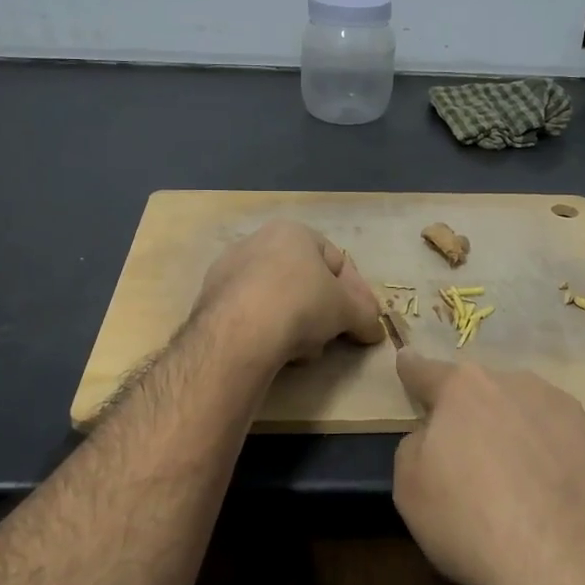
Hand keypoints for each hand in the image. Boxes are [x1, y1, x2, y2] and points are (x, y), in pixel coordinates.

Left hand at [194, 220, 383, 367]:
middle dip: (323, 310)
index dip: (356, 293)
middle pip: (304, 280)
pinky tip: (274, 352)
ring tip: (303, 351)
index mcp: (293, 232)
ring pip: (277, 299)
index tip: (364, 320)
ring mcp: (229, 269)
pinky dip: (267, 330)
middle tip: (333, 336)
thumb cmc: (301, 304)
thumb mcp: (347, 310)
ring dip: (295, 323)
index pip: (336, 260)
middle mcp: (257, 241)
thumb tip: (375, 330)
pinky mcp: (209, 299)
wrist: (239, 332)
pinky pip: (251, 314)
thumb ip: (365, 316)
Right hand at [393, 353, 584, 584]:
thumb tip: (434, 435)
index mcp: (464, 389)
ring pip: (531, 413)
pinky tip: (557, 500)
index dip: (412, 369)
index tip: (406, 358)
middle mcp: (517, 384)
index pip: (427, 372)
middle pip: (485, 393)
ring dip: (519, 433)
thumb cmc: (470, 521)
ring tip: (520, 485)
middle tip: (471, 461)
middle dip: (474, 415)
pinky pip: (568, 444)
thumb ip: (416, 445)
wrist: (564, 565)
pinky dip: (558, 461)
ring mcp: (567, 410)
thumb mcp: (410, 487)